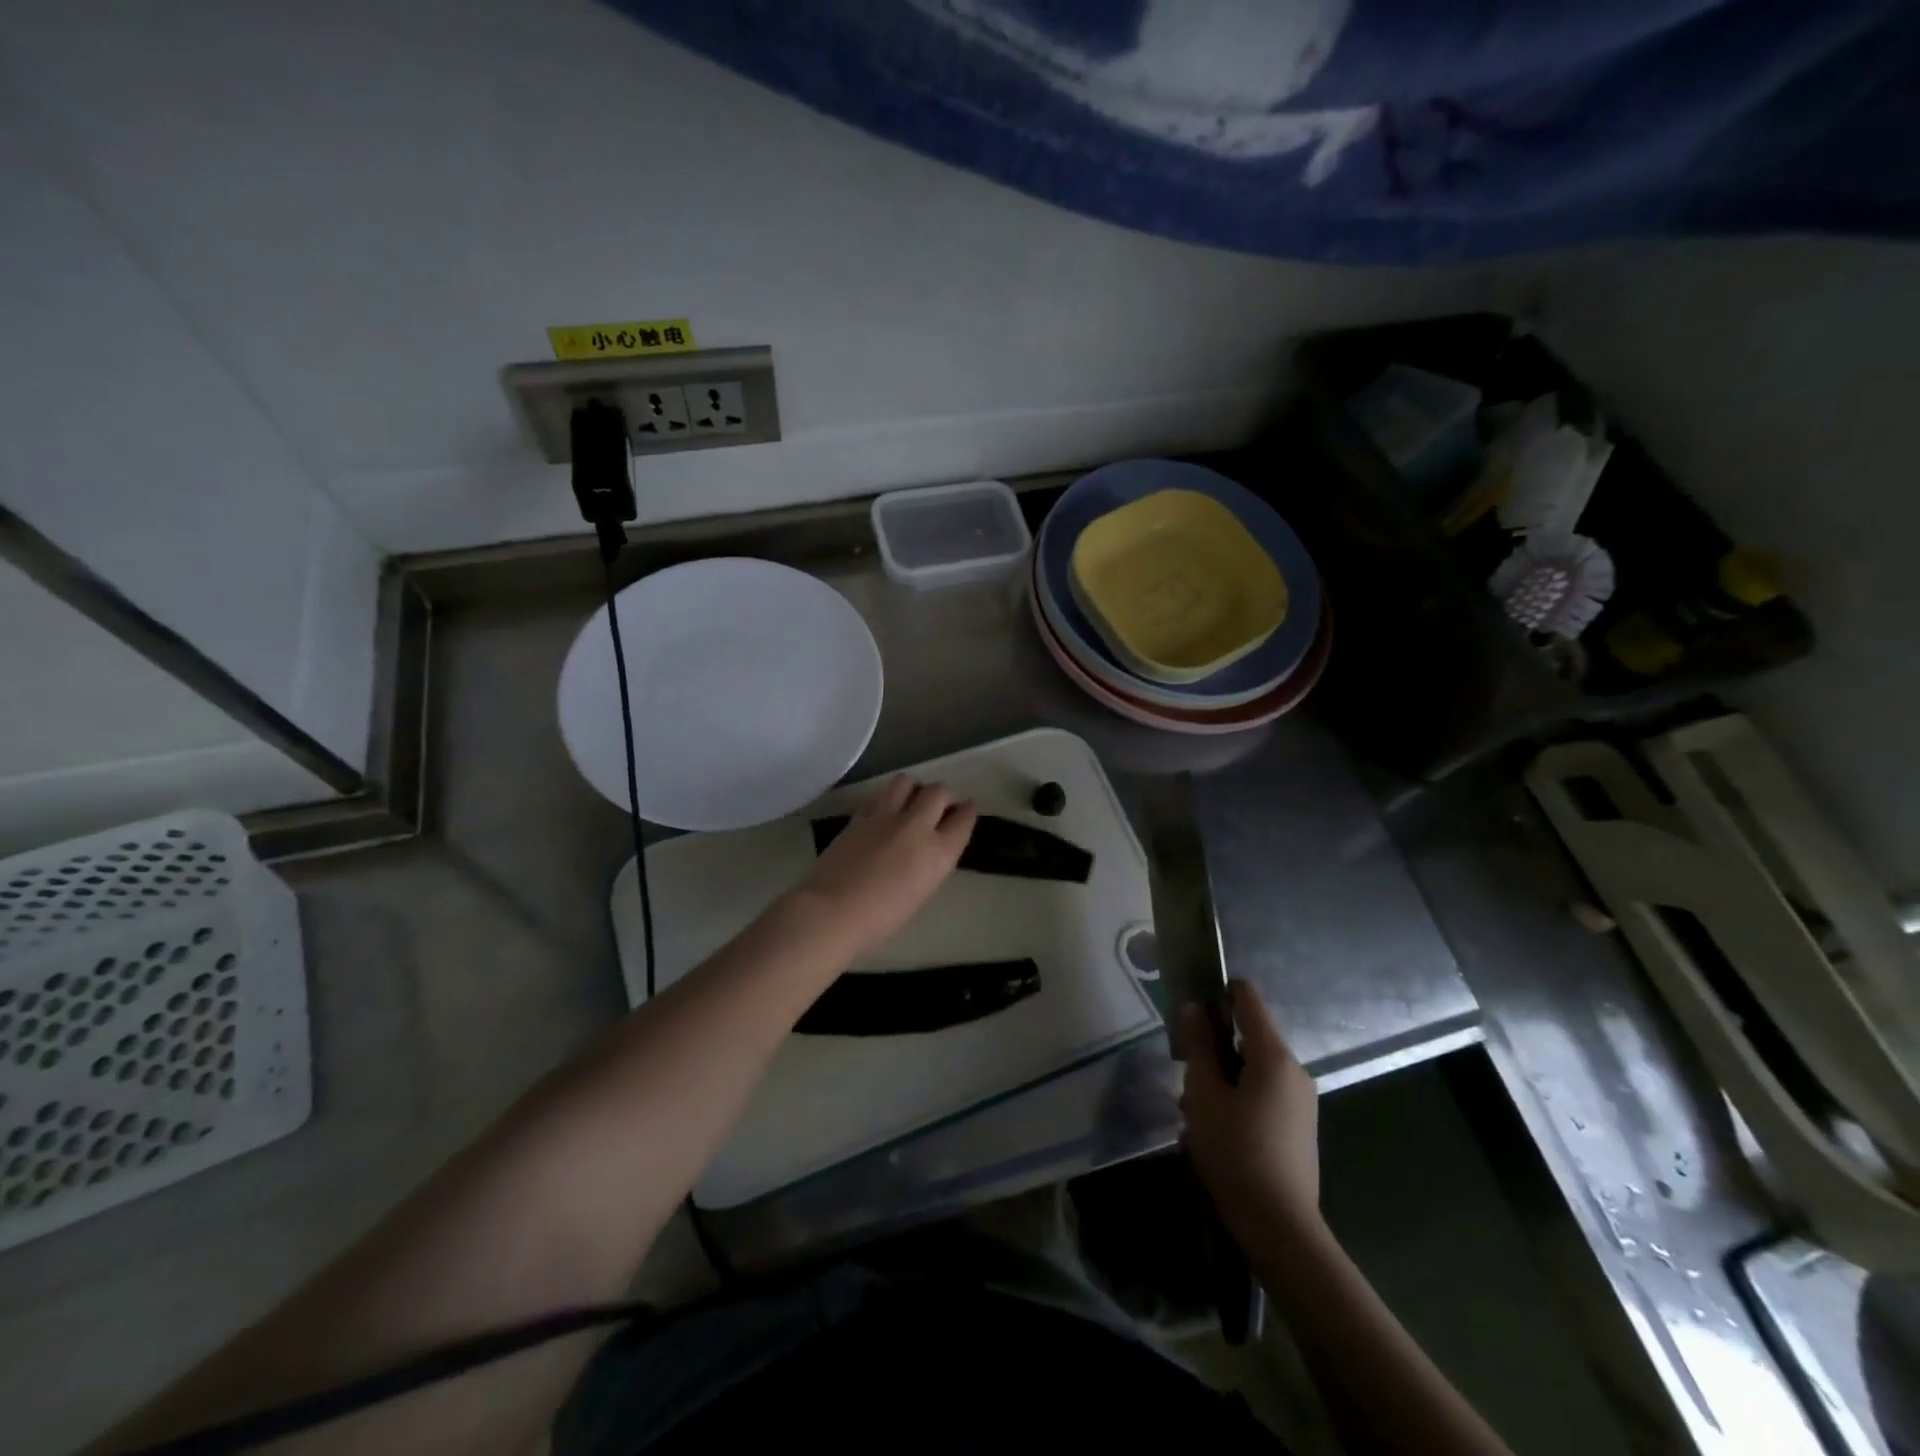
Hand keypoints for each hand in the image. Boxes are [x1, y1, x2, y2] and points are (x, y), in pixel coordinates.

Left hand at [789, 776, 976, 957]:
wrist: (832, 912)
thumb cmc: (881, 919)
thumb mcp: (921, 892)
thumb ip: (930, 863)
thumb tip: (928, 849)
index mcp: (939, 853)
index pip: (963, 819)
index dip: (967, 812)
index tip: (965, 810)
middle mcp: (917, 826)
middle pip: (938, 792)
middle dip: (942, 796)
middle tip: (937, 806)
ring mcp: (886, 817)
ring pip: (907, 781)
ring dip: (913, 788)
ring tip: (909, 800)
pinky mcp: (860, 815)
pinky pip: (879, 796)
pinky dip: (886, 800)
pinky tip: (882, 813)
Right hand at [1178, 980, 1322, 1243]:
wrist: (1280, 1228)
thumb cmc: (1236, 1152)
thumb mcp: (1204, 1094)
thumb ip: (1198, 1046)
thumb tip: (1194, 1008)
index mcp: (1274, 1056)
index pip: (1248, 999)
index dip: (1218, 992)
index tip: (1190, 1007)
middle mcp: (1294, 1071)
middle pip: (1248, 1036)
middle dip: (1213, 1046)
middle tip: (1183, 1072)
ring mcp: (1300, 1101)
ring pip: (1252, 1069)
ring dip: (1221, 1077)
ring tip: (1193, 1109)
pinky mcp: (1298, 1127)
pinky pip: (1262, 1094)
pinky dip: (1237, 1098)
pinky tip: (1214, 1130)